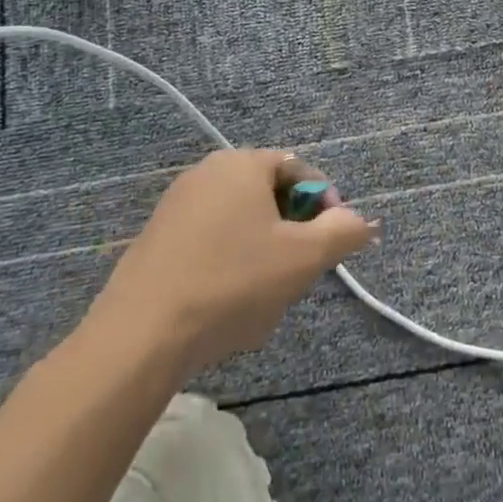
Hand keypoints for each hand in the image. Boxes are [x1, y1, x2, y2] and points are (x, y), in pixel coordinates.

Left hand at [81, 149, 376, 380]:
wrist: (140, 337)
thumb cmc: (232, 283)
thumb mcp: (304, 257)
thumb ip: (344, 231)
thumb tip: (362, 221)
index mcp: (242, 164)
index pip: (300, 169)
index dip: (325, 203)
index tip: (333, 242)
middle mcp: (206, 173)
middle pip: (270, 196)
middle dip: (292, 233)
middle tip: (300, 272)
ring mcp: (175, 206)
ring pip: (241, 224)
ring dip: (263, 254)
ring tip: (265, 297)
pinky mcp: (155, 240)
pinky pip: (210, 243)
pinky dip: (229, 266)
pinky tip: (228, 306)